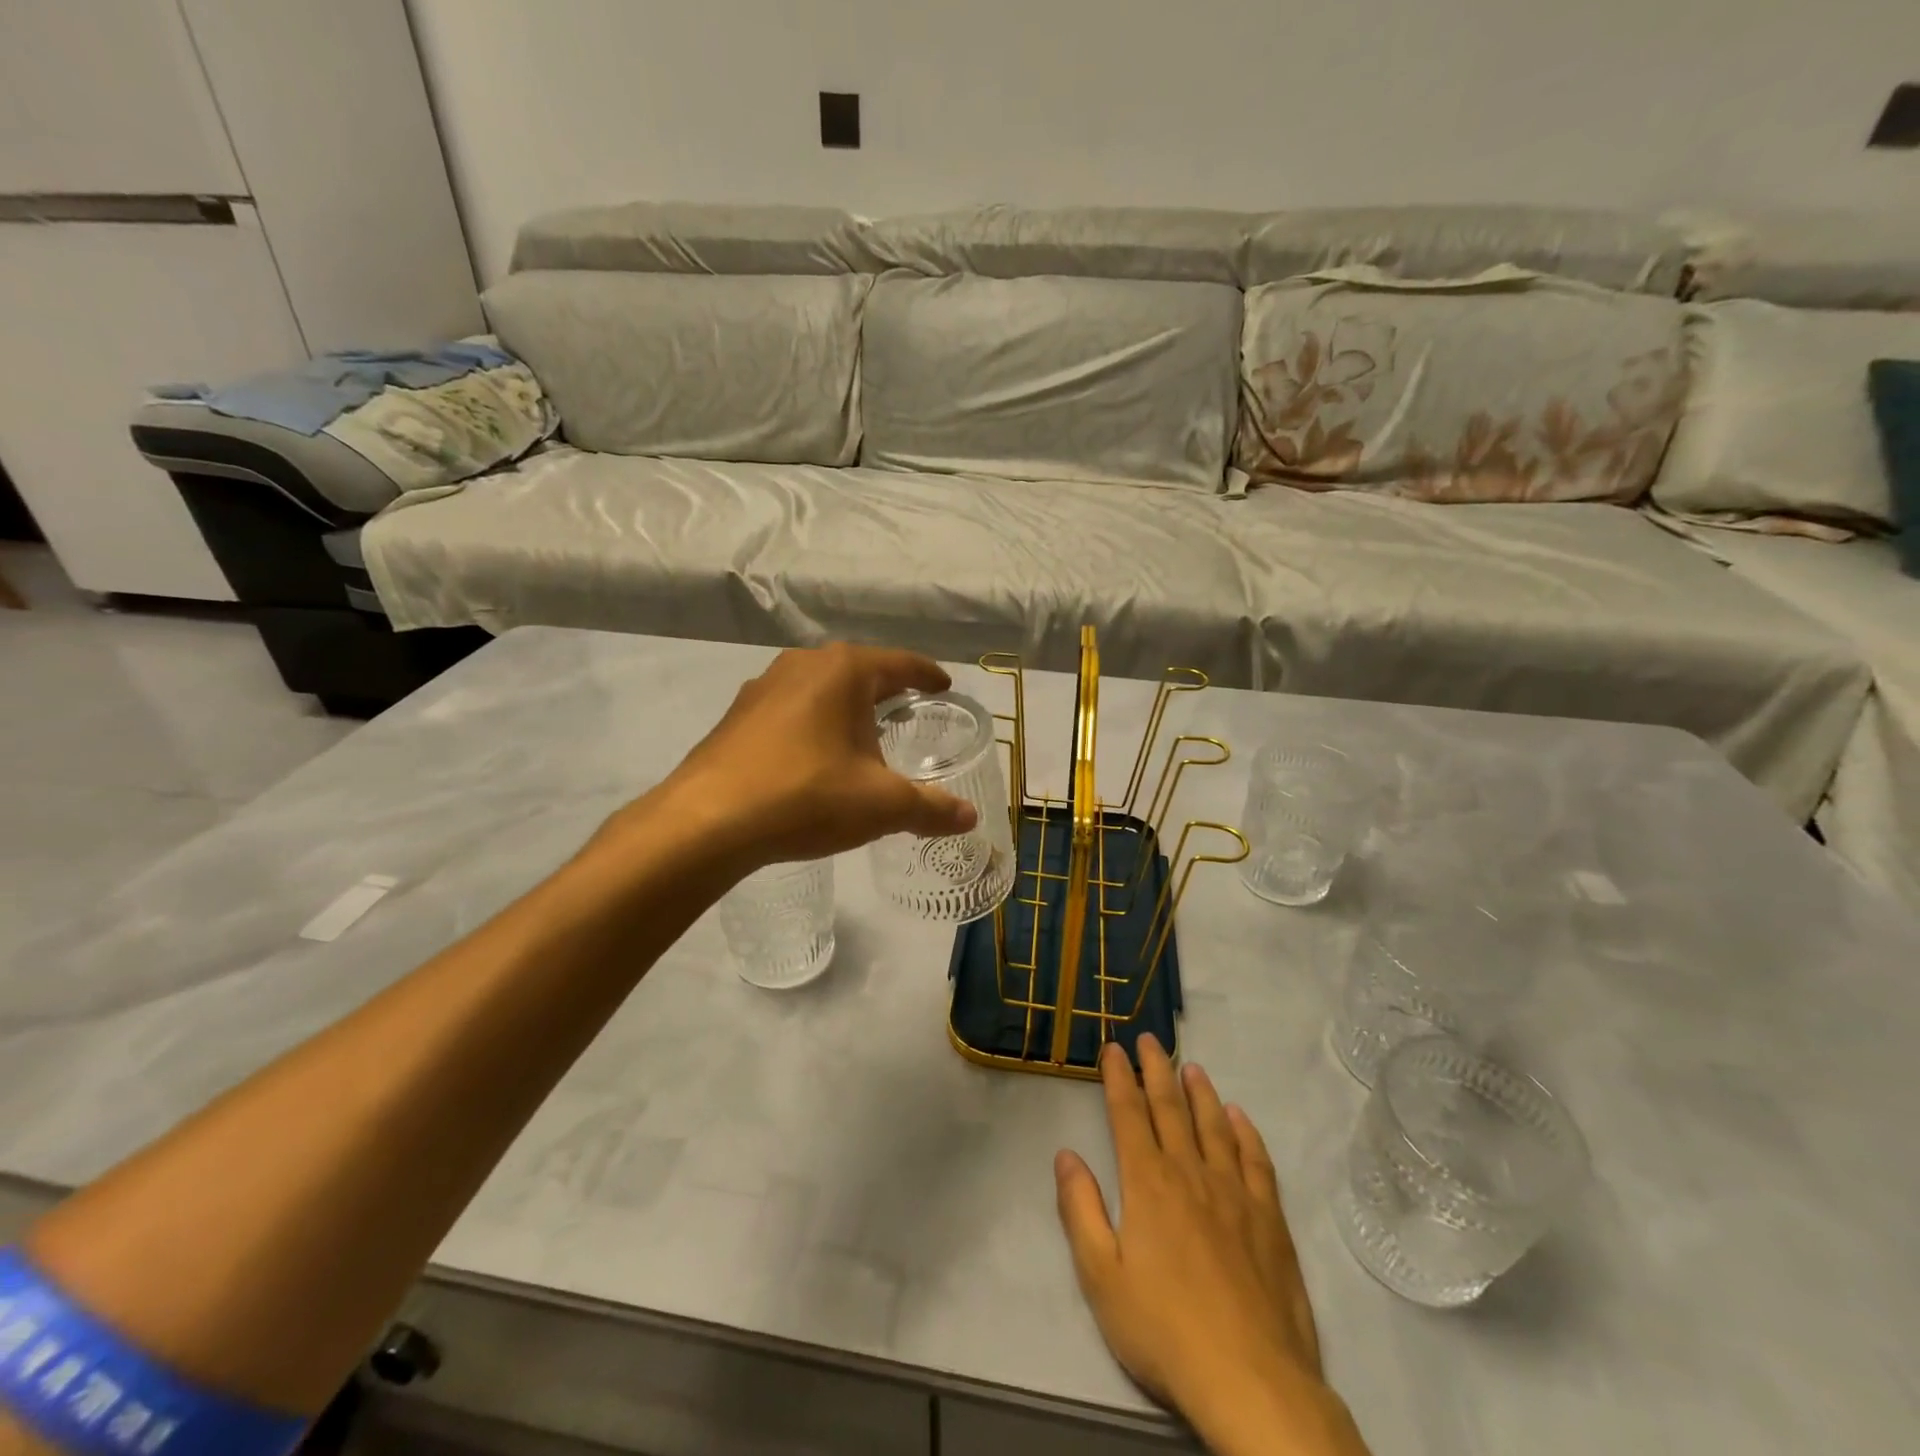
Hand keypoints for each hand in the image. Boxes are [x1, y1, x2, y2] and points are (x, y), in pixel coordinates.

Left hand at [610, 643, 979, 873]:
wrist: (708, 821)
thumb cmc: (807, 796)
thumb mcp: (881, 805)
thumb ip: (930, 808)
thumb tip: (969, 817)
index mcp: (844, 671)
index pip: (900, 664)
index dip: (927, 676)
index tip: (943, 686)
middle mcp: (802, 665)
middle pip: (858, 671)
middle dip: (885, 689)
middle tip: (908, 710)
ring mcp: (762, 688)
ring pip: (819, 689)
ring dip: (844, 707)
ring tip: (862, 733)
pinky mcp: (736, 717)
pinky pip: (789, 710)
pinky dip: (812, 724)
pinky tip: (814, 756)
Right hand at [1056, 1038, 1368, 1455]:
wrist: (1251, 1379)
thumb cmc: (1164, 1330)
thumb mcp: (1101, 1276)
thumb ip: (1081, 1210)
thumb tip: (1066, 1154)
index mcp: (1148, 1183)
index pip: (1128, 1115)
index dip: (1119, 1078)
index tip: (1113, 1048)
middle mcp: (1190, 1173)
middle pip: (1170, 1108)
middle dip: (1156, 1070)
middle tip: (1149, 1039)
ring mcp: (1235, 1193)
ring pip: (1214, 1126)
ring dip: (1200, 1092)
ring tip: (1192, 1066)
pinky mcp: (1270, 1219)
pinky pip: (1257, 1160)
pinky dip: (1246, 1132)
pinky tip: (1239, 1117)